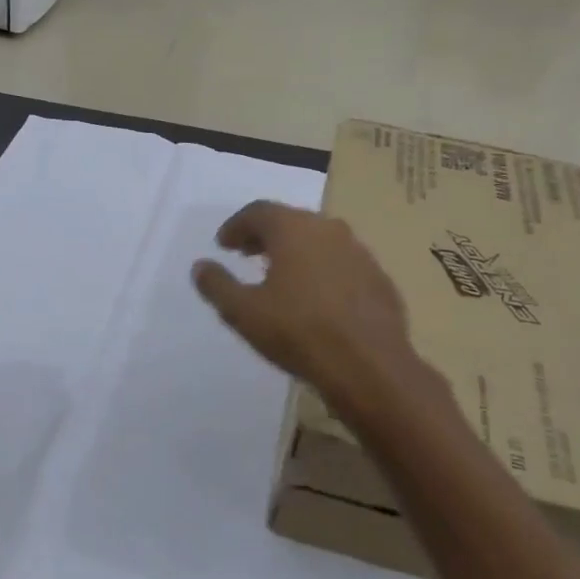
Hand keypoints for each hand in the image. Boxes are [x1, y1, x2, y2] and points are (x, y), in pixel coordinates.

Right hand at [192, 201, 436, 413]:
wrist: (370, 366)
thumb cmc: (298, 332)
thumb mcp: (242, 312)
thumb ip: (217, 285)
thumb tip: (200, 266)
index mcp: (293, 229)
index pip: (258, 211)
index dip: (236, 226)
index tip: (223, 245)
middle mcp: (328, 229)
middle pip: (290, 221)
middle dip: (264, 235)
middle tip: (247, 255)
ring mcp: (359, 252)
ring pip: (318, 240)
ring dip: (295, 251)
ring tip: (279, 275)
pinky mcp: (378, 277)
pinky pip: (341, 263)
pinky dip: (321, 269)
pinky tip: (315, 297)